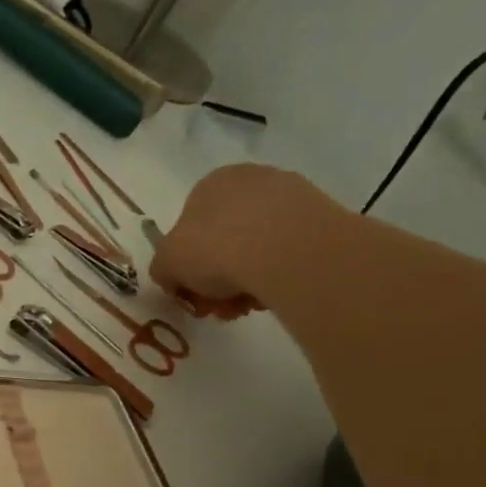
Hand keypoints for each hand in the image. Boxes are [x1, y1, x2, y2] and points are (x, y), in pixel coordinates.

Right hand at [149, 164, 334, 318]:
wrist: (284, 249)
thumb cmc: (214, 247)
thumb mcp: (167, 264)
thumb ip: (163, 270)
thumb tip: (172, 278)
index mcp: (210, 183)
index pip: (190, 225)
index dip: (187, 263)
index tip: (192, 292)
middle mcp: (250, 180)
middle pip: (225, 237)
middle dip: (218, 278)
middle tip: (219, 307)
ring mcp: (290, 195)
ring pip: (258, 246)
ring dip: (247, 281)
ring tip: (247, 306)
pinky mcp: (322, 216)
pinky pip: (289, 251)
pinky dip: (278, 274)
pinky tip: (274, 294)